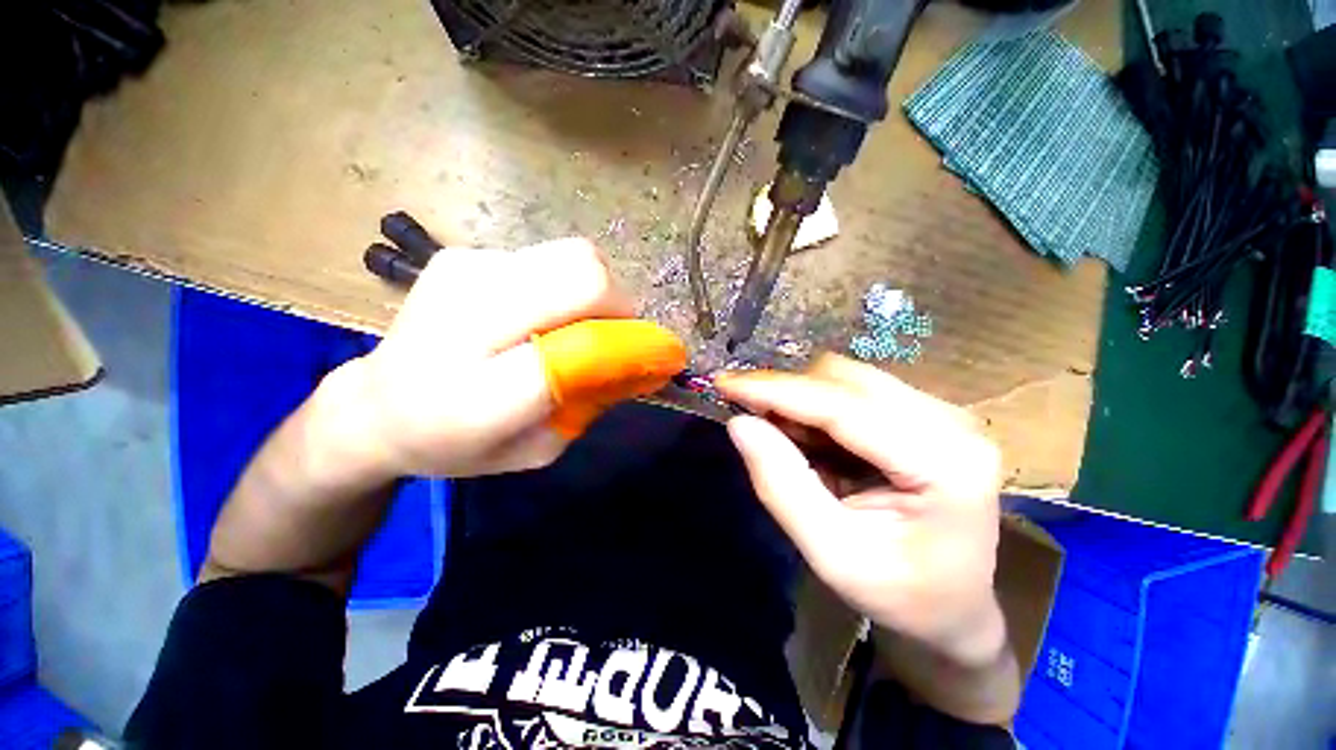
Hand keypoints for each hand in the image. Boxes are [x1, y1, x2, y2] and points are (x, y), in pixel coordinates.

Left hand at [325, 238, 632, 479]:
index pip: (579, 348)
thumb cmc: (459, 443)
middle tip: (617, 334)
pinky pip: (548, 258)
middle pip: (583, 275)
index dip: (632, 346)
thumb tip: (645, 360)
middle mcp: (466, 319)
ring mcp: (462, 273)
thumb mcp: (538, 448)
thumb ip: (591, 402)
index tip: (661, 355)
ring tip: (577, 325)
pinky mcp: (463, 255)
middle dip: (620, 305)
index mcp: (478, 396)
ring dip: (596, 293)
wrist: (376, 405)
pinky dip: (565, 285)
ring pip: (573, 256)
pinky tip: (540, 313)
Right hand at [716, 355, 1005, 665]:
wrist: (955, 606)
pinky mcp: (925, 412)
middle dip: (787, 393)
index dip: (777, 390)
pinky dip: (819, 406)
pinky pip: (854, 388)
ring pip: (846, 377)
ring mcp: (942, 412)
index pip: (843, 406)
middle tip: (754, 423)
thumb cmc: (899, 594)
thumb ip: (782, 486)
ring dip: (802, 399)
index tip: (725, 384)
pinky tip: (814, 439)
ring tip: (788, 440)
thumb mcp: (832, 554)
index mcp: (943, 465)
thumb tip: (739, 423)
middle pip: (845, 378)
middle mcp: (951, 423)